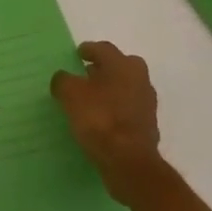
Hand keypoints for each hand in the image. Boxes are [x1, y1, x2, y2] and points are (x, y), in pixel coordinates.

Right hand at [51, 40, 170, 202]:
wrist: (129, 162)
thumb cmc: (99, 118)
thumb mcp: (70, 94)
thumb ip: (63, 81)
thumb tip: (63, 79)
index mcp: (122, 64)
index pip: (103, 49)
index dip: (88, 50)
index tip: (78, 55)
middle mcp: (139, 78)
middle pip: (120, 66)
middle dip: (104, 69)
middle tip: (86, 75)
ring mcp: (147, 103)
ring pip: (127, 88)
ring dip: (112, 90)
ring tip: (92, 100)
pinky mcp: (149, 126)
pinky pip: (129, 110)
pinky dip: (117, 111)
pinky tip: (103, 120)